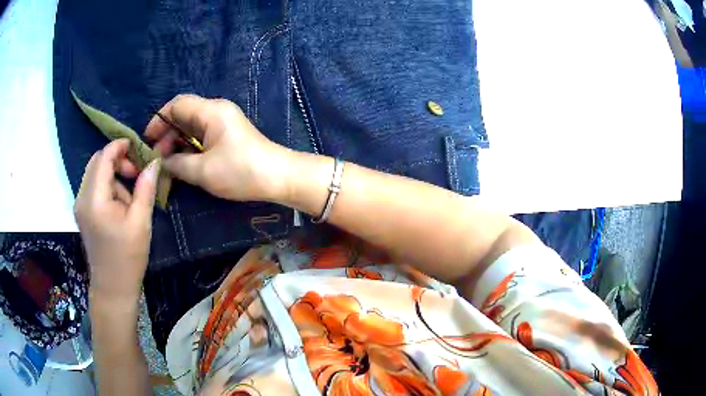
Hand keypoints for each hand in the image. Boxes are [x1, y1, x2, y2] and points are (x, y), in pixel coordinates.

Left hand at [74, 139, 158, 304]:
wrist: (113, 288)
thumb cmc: (128, 257)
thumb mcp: (140, 222)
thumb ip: (145, 188)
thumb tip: (154, 161)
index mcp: (95, 199)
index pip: (103, 158)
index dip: (119, 146)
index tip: (137, 147)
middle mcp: (82, 198)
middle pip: (97, 162)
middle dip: (117, 161)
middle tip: (135, 174)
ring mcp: (80, 206)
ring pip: (95, 174)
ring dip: (113, 176)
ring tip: (129, 198)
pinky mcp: (82, 213)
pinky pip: (94, 187)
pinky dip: (107, 187)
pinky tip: (119, 206)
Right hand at [145, 94, 290, 201]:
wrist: (278, 177)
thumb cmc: (241, 171)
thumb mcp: (203, 171)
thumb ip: (177, 164)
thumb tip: (161, 162)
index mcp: (211, 111)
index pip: (177, 104)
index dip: (159, 120)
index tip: (148, 140)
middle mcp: (216, 111)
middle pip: (183, 114)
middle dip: (166, 134)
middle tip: (157, 157)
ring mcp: (223, 122)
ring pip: (191, 126)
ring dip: (177, 141)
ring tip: (167, 162)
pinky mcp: (227, 135)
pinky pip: (201, 135)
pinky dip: (189, 146)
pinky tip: (182, 161)